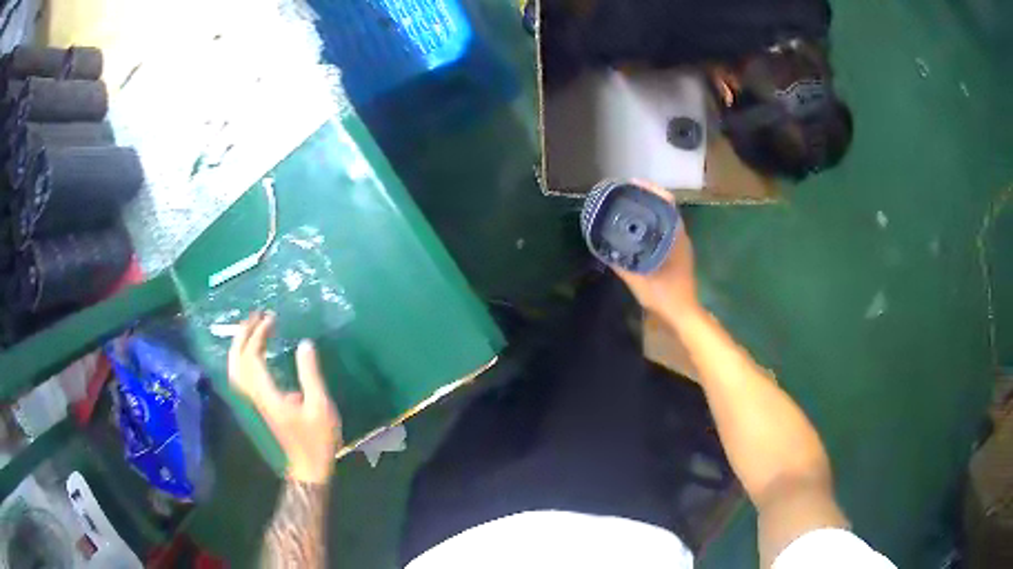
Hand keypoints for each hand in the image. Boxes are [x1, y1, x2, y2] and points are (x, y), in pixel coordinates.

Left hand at [228, 312, 341, 483]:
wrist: (308, 465)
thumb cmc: (317, 439)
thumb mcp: (320, 406)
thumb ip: (310, 374)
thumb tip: (304, 343)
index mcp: (267, 394)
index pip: (252, 357)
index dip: (259, 335)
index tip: (272, 319)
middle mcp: (255, 396)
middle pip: (237, 361)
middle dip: (243, 335)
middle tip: (255, 315)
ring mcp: (255, 401)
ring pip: (236, 369)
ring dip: (240, 345)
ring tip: (252, 328)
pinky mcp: (259, 404)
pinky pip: (242, 376)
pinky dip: (243, 359)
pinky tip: (253, 353)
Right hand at [611, 181, 700, 321]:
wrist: (683, 315)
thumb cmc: (664, 296)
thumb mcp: (638, 280)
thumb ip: (621, 262)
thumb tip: (602, 245)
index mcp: (675, 237)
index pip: (667, 202)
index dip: (651, 189)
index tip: (633, 183)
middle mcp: (680, 236)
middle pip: (665, 207)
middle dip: (646, 197)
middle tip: (625, 193)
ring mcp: (682, 245)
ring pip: (665, 218)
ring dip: (650, 210)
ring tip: (629, 207)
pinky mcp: (679, 253)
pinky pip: (666, 229)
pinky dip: (653, 223)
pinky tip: (638, 230)